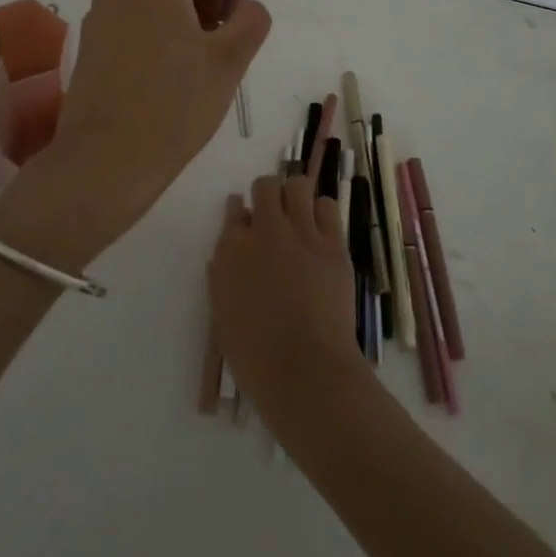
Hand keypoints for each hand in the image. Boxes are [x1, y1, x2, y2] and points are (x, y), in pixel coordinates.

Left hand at [46, 0, 270, 235]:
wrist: (106, 160)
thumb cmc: (175, 103)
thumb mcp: (230, 60)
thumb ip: (250, 19)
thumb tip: (242, 6)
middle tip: (219, 32)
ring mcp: (98, 18)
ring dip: (178, 11)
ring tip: (198, 59)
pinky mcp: (90, 48)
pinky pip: (128, 20)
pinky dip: (153, 31)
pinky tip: (169, 77)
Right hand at [208, 173, 366, 427]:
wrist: (306, 370)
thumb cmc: (255, 355)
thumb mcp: (223, 313)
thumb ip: (223, 276)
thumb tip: (227, 255)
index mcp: (231, 250)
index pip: (234, 210)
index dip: (241, 214)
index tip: (247, 223)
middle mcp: (265, 231)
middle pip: (265, 186)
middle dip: (268, 195)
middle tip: (274, 216)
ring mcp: (302, 234)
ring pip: (298, 186)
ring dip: (296, 196)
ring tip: (299, 217)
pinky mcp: (333, 244)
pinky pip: (328, 206)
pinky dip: (322, 212)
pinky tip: (321, 231)